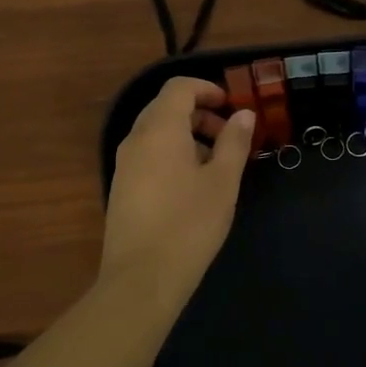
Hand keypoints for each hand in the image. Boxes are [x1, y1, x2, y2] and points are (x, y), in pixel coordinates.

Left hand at [98, 77, 255, 312]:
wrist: (142, 278)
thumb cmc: (189, 224)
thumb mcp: (222, 181)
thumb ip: (234, 142)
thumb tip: (243, 114)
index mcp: (159, 129)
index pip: (178, 88)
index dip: (207, 89)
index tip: (232, 107)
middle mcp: (135, 139)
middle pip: (166, 108)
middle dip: (200, 114)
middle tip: (230, 137)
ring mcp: (124, 165)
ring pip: (157, 133)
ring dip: (187, 136)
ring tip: (217, 165)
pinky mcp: (122, 188)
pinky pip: (149, 155)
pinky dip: (172, 155)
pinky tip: (193, 186)